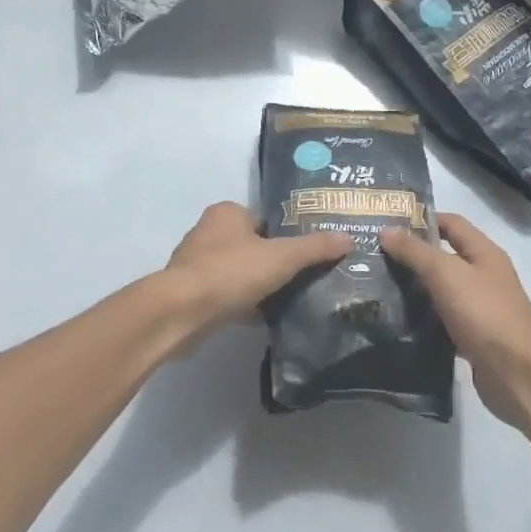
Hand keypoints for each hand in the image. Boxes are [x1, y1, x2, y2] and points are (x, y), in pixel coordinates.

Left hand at [163, 202, 350, 335]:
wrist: (181, 313)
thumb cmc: (231, 272)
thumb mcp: (282, 257)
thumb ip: (315, 247)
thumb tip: (348, 237)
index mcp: (227, 213)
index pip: (267, 219)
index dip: (290, 234)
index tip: (313, 252)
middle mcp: (209, 233)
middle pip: (255, 246)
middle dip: (277, 262)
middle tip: (309, 277)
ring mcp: (198, 265)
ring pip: (242, 273)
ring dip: (261, 286)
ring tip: (294, 298)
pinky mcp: (194, 295)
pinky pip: (229, 295)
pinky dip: (247, 305)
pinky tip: (268, 318)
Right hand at [380, 214, 530, 430]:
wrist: (517, 375)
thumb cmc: (484, 315)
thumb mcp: (447, 275)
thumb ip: (416, 252)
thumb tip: (386, 230)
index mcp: (484, 253)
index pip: (451, 223)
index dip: (421, 219)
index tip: (386, 224)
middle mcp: (484, 275)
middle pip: (445, 255)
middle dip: (412, 254)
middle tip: (374, 256)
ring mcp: (480, 307)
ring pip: (442, 288)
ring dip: (415, 286)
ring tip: (378, 285)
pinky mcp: (473, 335)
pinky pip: (443, 317)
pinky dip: (423, 315)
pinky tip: (398, 319)